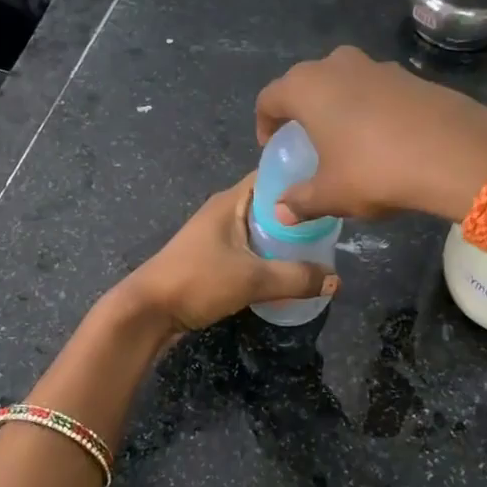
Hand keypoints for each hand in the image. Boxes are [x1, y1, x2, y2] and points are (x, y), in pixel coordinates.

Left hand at [116, 174, 337, 334]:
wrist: (149, 311)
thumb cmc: (198, 281)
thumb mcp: (253, 279)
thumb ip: (296, 278)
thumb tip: (337, 280)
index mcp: (231, 201)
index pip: (271, 175)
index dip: (300, 177)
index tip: (330, 188)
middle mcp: (225, 211)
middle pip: (269, 204)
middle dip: (298, 213)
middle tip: (333, 224)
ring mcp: (217, 235)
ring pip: (260, 228)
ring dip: (285, 237)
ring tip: (319, 247)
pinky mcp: (214, 258)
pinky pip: (251, 248)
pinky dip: (270, 255)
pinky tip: (290, 269)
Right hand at [255, 46, 486, 224]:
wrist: (455, 152)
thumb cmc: (375, 170)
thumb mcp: (332, 194)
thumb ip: (301, 200)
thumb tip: (280, 212)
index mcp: (306, 87)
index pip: (269, 98)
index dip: (265, 124)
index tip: (273, 148)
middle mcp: (336, 65)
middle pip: (306, 83)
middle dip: (301, 111)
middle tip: (306, 141)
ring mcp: (377, 65)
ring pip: (343, 82)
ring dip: (337, 106)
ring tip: (345, 140)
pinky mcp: (410, 75)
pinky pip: (375, 89)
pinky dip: (369, 108)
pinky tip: (383, 139)